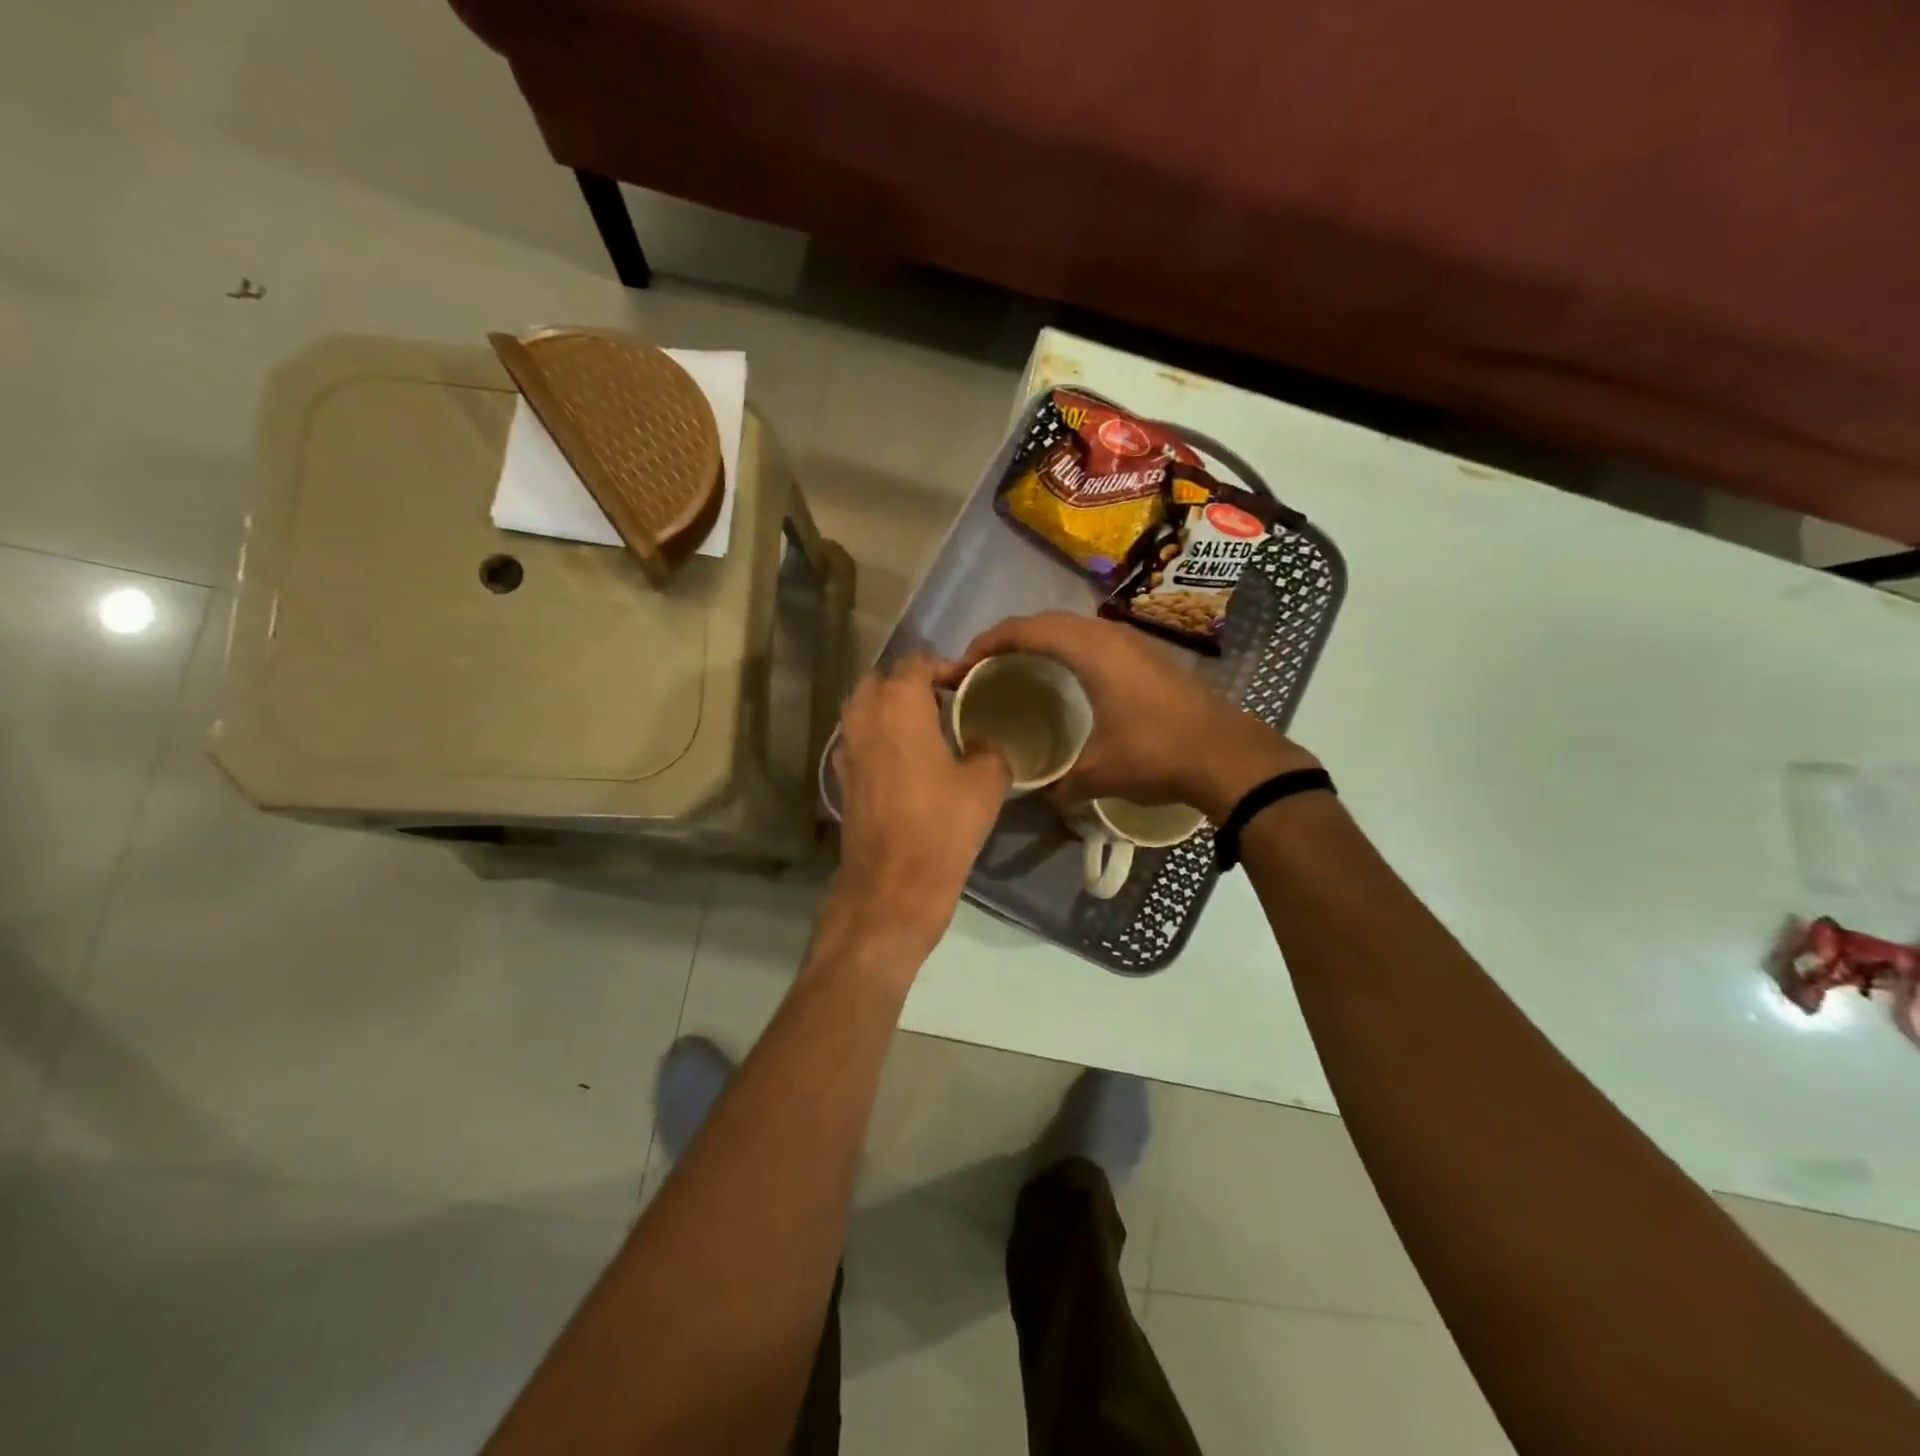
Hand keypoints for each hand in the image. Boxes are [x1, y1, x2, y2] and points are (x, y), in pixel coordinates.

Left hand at [825, 654, 1011, 973]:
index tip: (970, 684)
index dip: (945, 666)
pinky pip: (859, 737)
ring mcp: (847, 746)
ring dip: (892, 707)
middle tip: (946, 702)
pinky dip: (879, 735)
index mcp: (898, 704)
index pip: (917, 661)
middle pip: (883, 678)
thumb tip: (988, 740)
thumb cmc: (942, 826)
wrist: (892, 885)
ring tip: (928, 728)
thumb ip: (991, 747)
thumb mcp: (986, 782)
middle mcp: (865, 715)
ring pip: (865, 706)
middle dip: (913, 683)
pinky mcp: (842, 775)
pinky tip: (907, 760)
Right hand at [950, 612, 1316, 820]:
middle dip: (1010, 637)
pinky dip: (1068, 648)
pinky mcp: (1149, 656)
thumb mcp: (1099, 774)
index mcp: (1089, 652)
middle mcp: (1108, 636)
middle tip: (985, 665)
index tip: (964, 665)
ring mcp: (1133, 643)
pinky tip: (1067, 678)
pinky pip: (1094, 639)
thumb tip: (1043, 798)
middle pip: (1046, 621)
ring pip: (1074, 626)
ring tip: (1020, 667)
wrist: (1229, 755)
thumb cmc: (1157, 754)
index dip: (987, 643)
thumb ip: (1061, 784)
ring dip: (1042, 639)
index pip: (1025, 631)